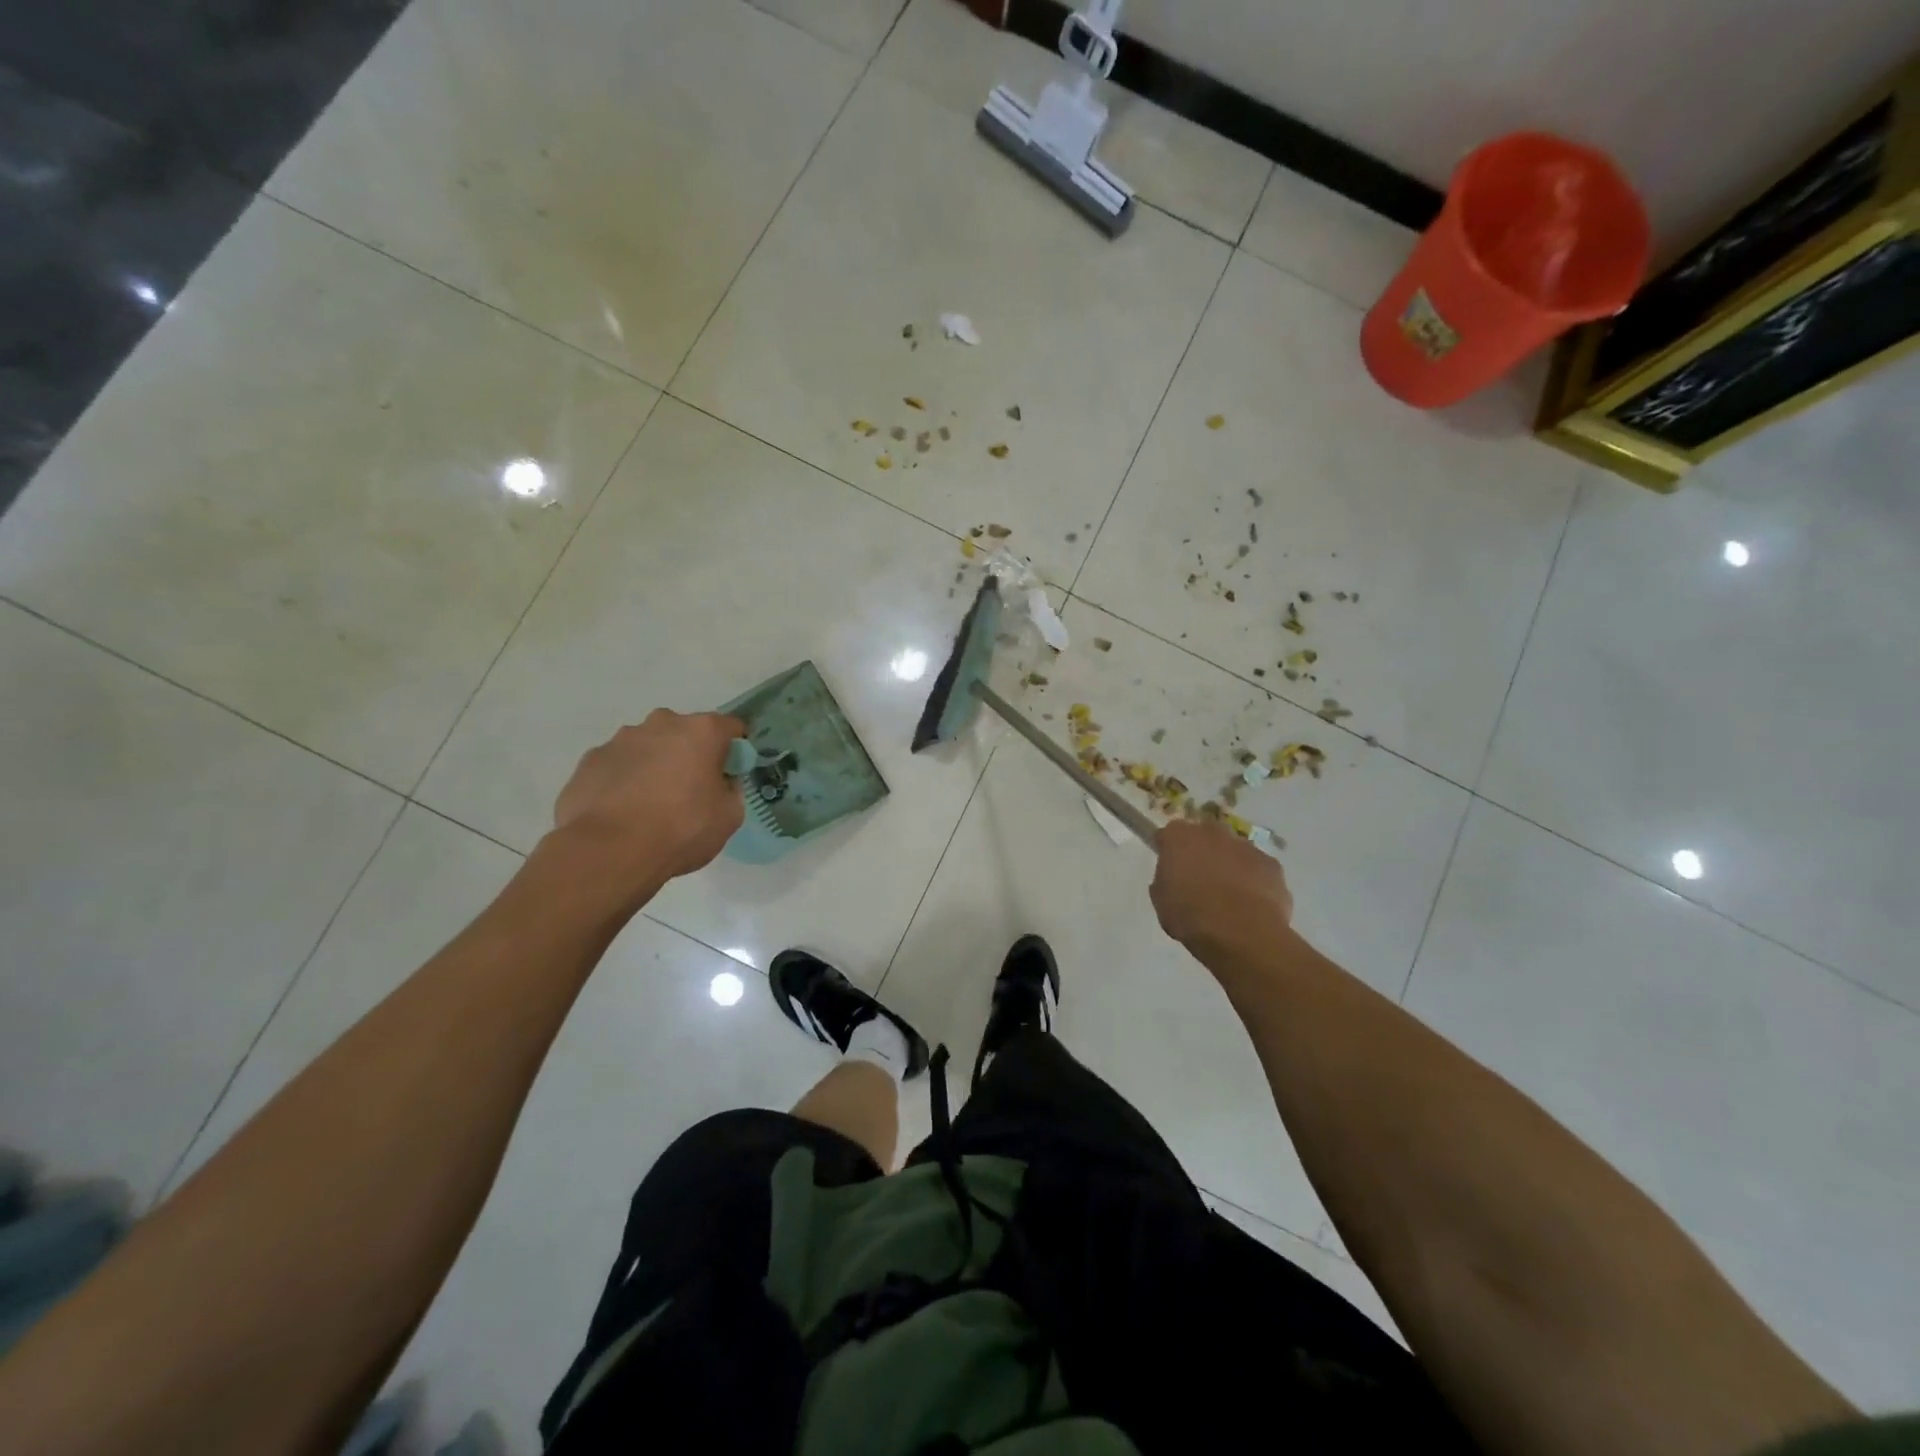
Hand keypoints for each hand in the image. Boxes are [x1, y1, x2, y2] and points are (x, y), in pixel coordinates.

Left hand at [552, 710, 745, 883]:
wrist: (609, 851)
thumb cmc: (681, 829)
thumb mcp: (729, 816)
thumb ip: (730, 790)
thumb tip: (720, 783)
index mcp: (702, 731)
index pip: (730, 727)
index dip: (734, 750)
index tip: (730, 774)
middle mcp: (661, 724)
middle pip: (684, 732)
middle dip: (690, 754)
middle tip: (689, 791)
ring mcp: (620, 740)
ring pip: (647, 746)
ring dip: (654, 765)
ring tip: (649, 805)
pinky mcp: (590, 760)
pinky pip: (617, 765)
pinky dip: (623, 780)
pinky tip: (621, 811)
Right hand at [1150, 819, 1293, 955]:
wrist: (1241, 933)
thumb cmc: (1190, 916)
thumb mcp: (1161, 901)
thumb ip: (1165, 881)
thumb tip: (1173, 878)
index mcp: (1179, 837)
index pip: (1169, 834)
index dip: (1168, 850)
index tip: (1169, 867)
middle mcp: (1212, 833)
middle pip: (1204, 835)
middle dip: (1202, 851)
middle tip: (1199, 879)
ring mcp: (1246, 847)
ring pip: (1234, 851)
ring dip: (1230, 865)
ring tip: (1229, 896)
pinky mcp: (1271, 864)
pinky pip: (1258, 868)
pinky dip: (1254, 880)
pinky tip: (1252, 904)